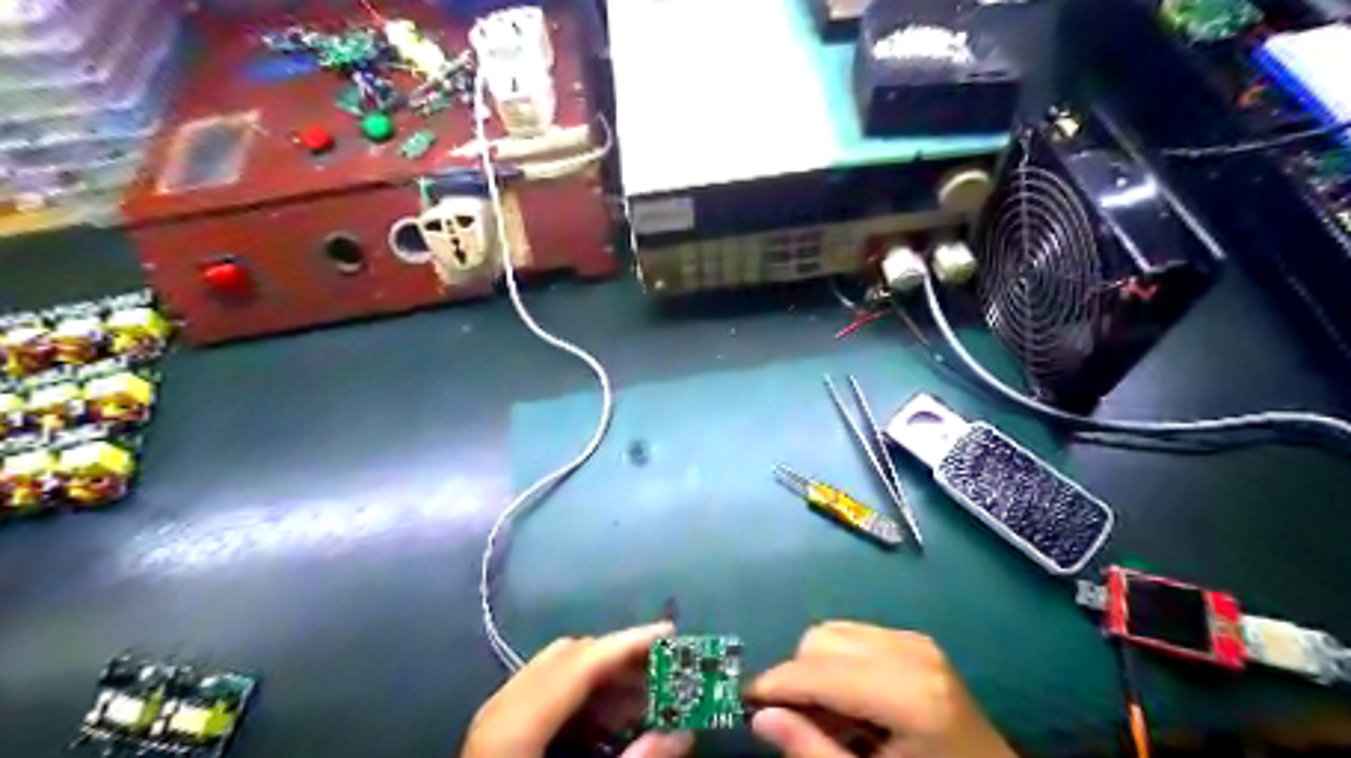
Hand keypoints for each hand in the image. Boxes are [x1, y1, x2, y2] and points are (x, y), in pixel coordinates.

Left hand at [464, 622, 697, 757]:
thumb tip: (682, 734)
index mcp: (516, 722)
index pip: (584, 661)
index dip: (630, 643)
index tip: (671, 634)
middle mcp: (503, 704)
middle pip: (573, 658)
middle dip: (623, 661)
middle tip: (666, 672)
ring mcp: (497, 714)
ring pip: (562, 671)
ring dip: (607, 680)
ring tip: (646, 701)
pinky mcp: (500, 729)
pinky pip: (549, 693)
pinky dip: (585, 699)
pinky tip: (611, 721)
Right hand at [749, 621, 1013, 757]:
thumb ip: (812, 751)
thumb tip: (760, 717)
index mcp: (907, 694)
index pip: (819, 672)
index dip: (775, 684)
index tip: (743, 701)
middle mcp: (911, 653)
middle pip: (820, 641)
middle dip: (796, 677)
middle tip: (792, 720)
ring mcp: (917, 641)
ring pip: (834, 631)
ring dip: (816, 666)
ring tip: (827, 713)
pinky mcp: (918, 640)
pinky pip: (856, 634)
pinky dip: (839, 660)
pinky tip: (852, 698)